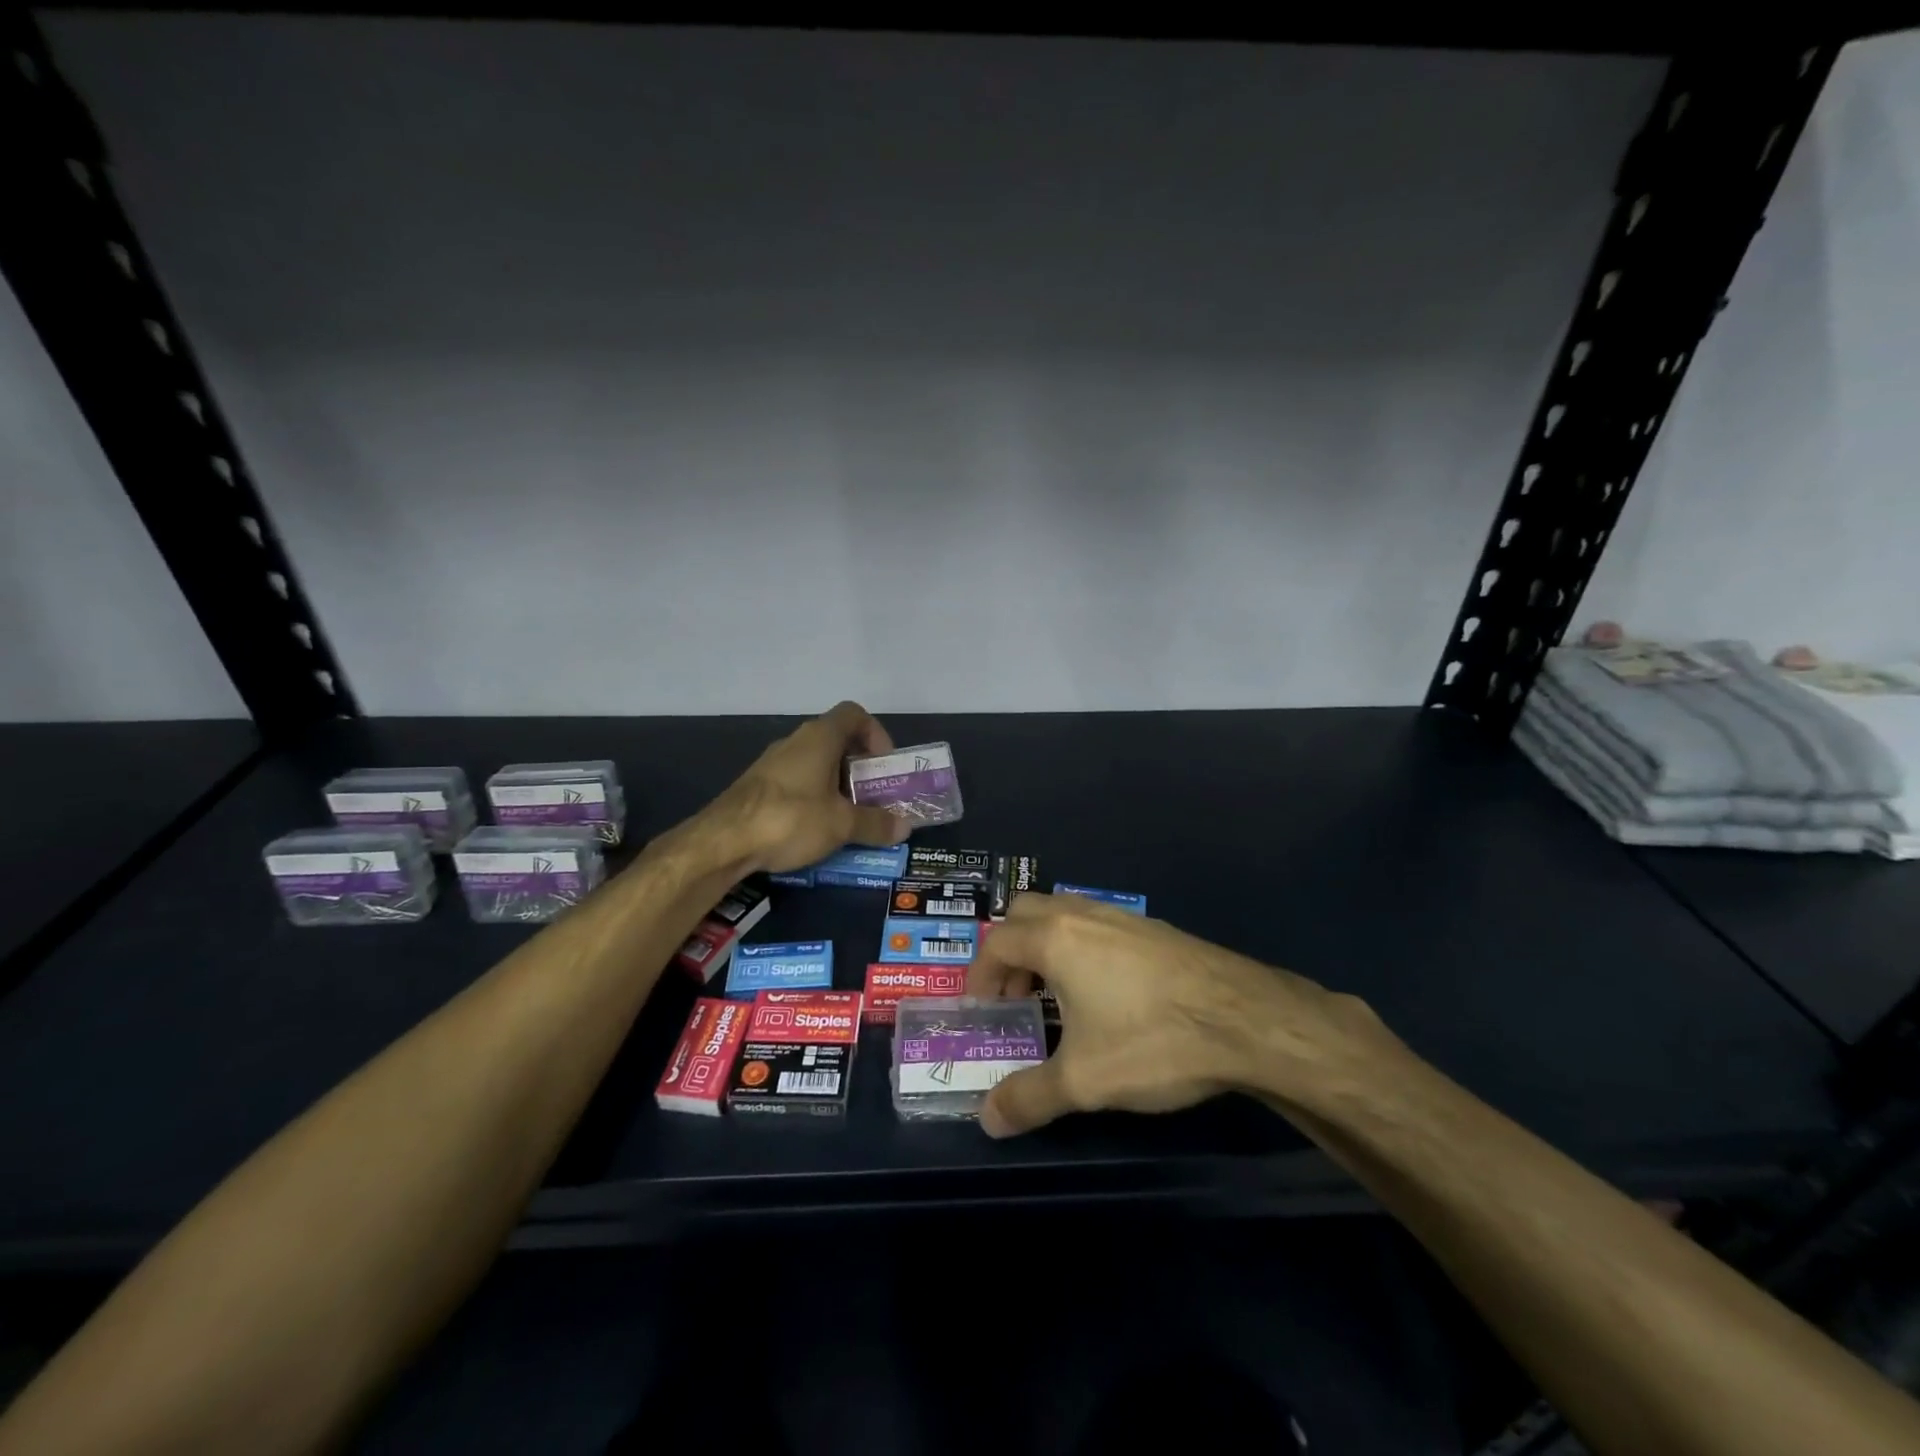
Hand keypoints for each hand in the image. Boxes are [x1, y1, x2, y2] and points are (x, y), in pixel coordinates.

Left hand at [706, 701, 909, 874]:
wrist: (722, 841)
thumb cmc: (791, 818)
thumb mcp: (841, 824)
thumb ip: (875, 824)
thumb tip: (904, 828)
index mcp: (820, 737)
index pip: (854, 714)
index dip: (875, 734)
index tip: (884, 765)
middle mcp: (796, 742)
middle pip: (837, 742)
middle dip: (860, 769)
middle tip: (874, 798)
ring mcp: (774, 764)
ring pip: (816, 765)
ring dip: (838, 786)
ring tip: (850, 818)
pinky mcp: (758, 787)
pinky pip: (797, 783)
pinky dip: (814, 799)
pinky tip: (817, 829)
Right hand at [967, 893, 1387, 1137]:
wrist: (1245, 1019)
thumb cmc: (1152, 1041)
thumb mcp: (1083, 1080)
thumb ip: (1029, 1098)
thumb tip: (985, 1120)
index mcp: (1055, 939)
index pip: (997, 943)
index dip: (980, 974)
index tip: (981, 1008)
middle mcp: (1082, 915)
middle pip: (1025, 913)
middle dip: (1010, 951)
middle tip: (1016, 996)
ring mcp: (1122, 917)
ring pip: (1064, 914)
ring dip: (1046, 947)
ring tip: (1057, 996)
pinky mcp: (1154, 928)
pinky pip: (1097, 925)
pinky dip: (1080, 947)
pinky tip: (1105, 992)